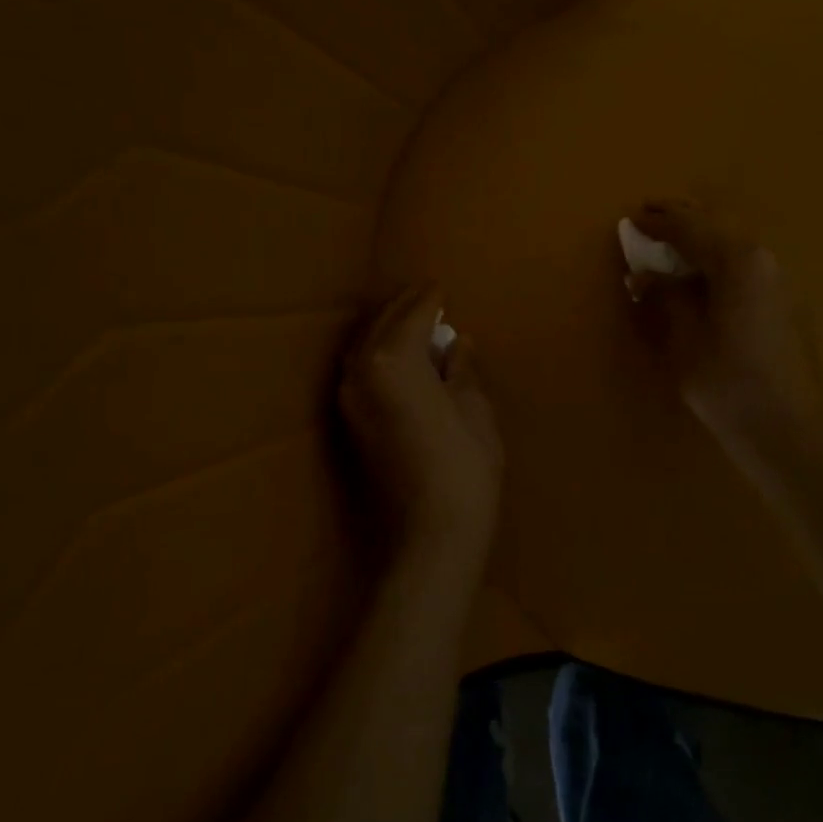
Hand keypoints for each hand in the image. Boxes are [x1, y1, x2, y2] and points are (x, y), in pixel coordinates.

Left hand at [339, 287, 503, 547]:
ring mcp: (349, 399)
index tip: (441, 287)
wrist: (430, 533)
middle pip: (380, 324)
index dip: (430, 299)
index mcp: (393, 358)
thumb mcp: (473, 408)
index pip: (412, 314)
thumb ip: (462, 368)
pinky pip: (360, 371)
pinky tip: (397, 360)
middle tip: (428, 297)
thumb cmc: (464, 465)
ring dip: (386, 330)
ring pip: (363, 347)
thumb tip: (457, 343)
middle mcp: (361, 370)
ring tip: (413, 324)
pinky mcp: (349, 423)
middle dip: (404, 308)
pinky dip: (377, 355)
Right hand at [625, 201, 822, 473]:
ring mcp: (781, 280)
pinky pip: (746, 265)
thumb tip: (645, 275)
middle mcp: (765, 259)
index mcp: (739, 261)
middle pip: (718, 226)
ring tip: (672, 242)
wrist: (790, 432)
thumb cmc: (728, 385)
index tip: (631, 217)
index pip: (690, 228)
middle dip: (683, 219)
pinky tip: (702, 275)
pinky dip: (719, 260)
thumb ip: (665, 297)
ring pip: (734, 244)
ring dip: (702, 238)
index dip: (658, 222)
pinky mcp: (787, 303)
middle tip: (651, 214)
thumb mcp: (684, 340)